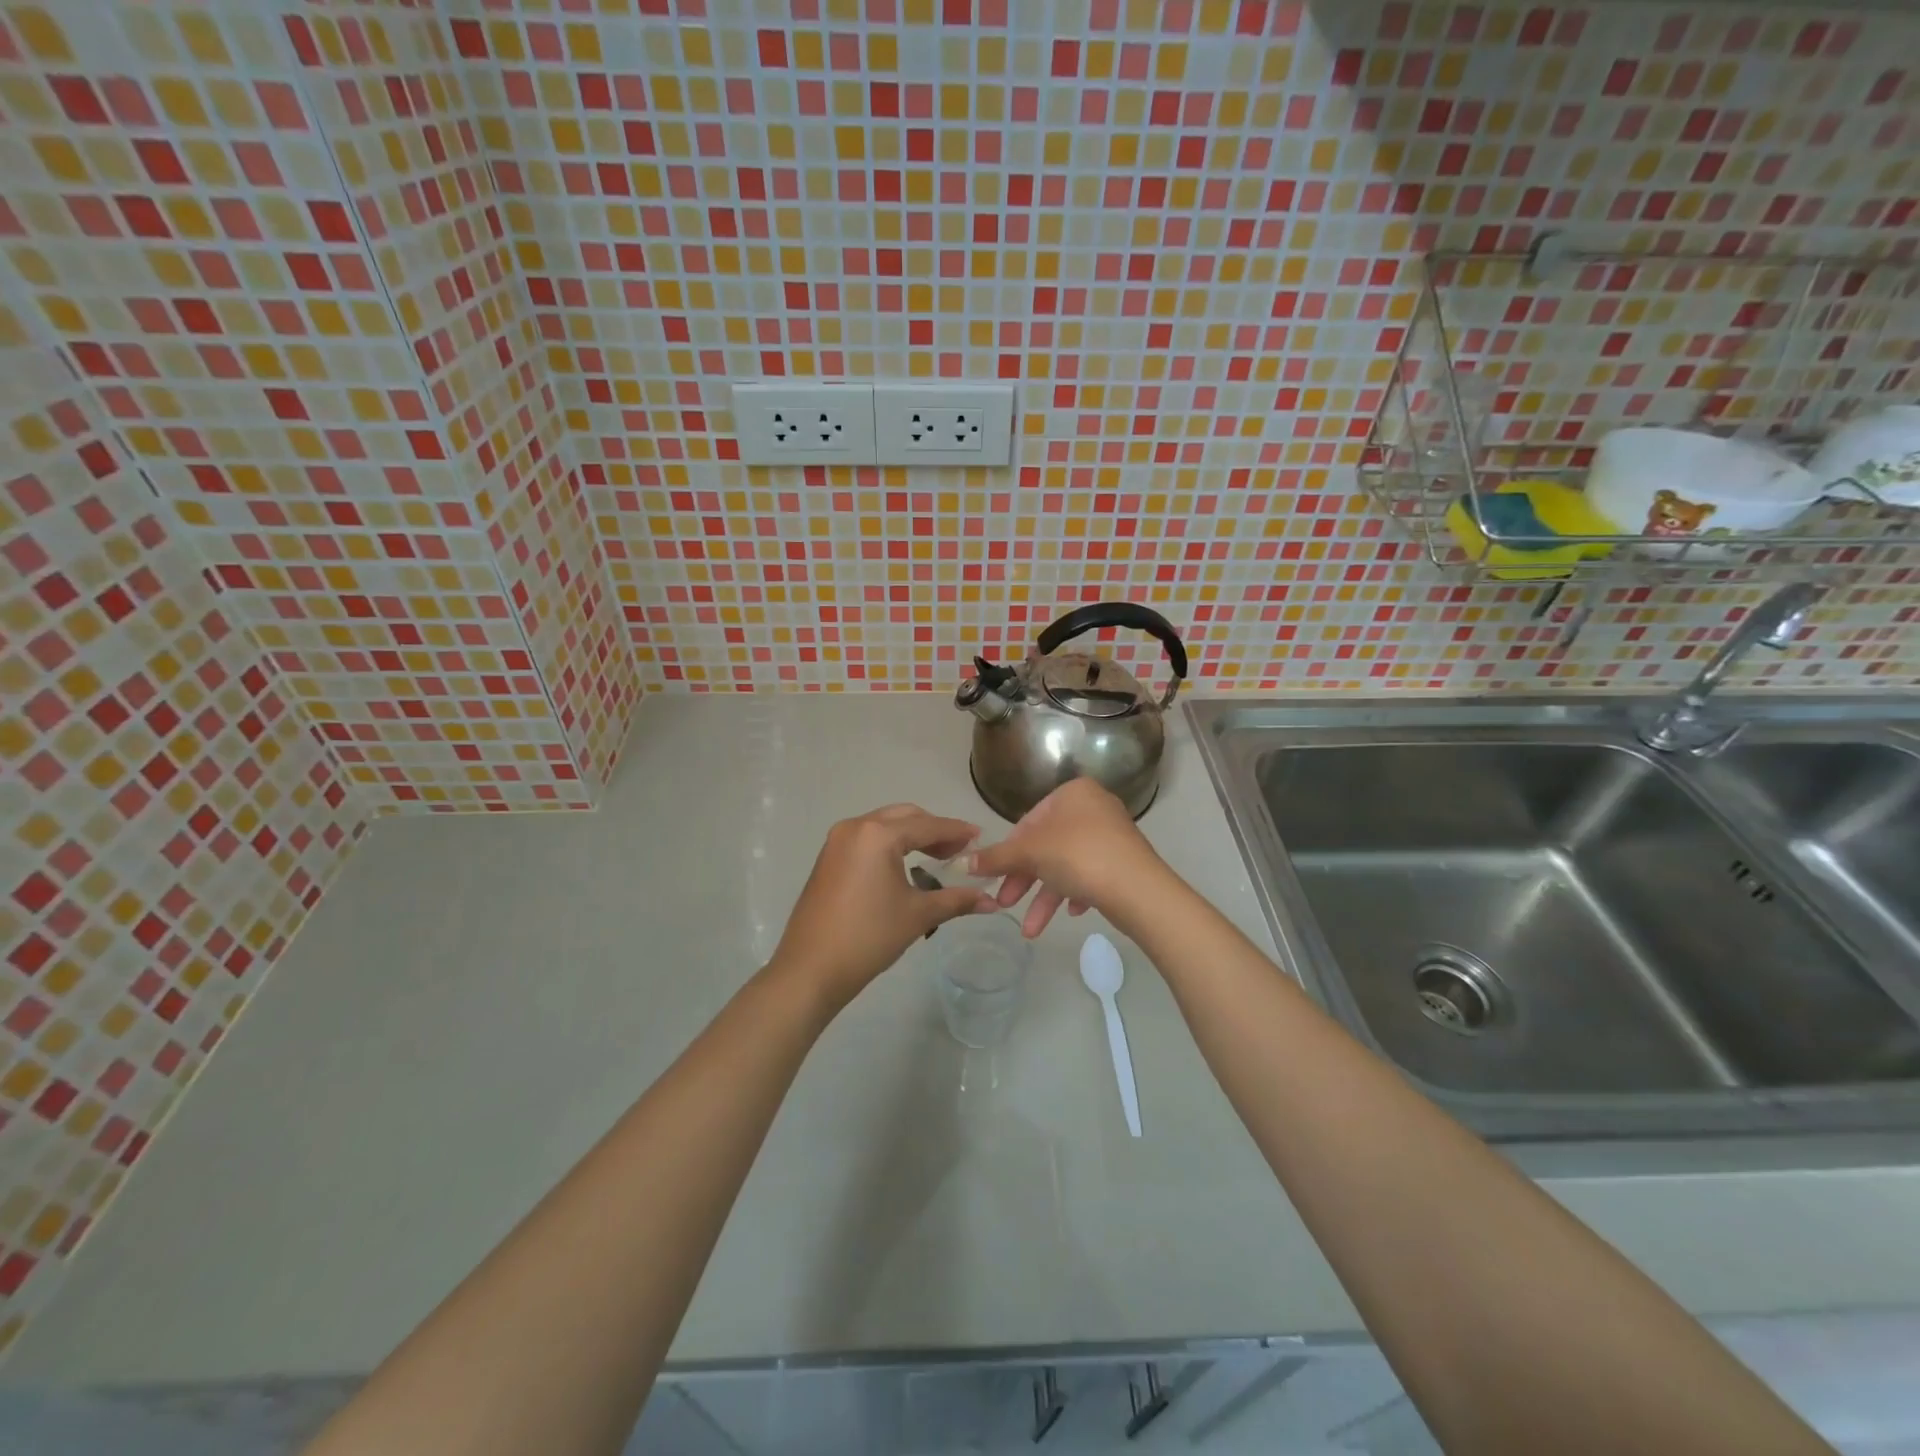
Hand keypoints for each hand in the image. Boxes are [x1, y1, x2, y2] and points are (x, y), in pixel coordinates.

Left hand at [770, 804, 995, 1009]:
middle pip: (905, 817)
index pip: (928, 826)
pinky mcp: (828, 857)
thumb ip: (956, 900)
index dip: (957, 832)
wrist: (810, 969)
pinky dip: (890, 844)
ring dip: (911, 835)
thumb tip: (991, 902)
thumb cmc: (868, 937)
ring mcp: (837, 841)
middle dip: (934, 830)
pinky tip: (905, 866)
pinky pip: (867, 839)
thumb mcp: (918, 916)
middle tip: (959, 850)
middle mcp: (856, 827)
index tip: (981, 838)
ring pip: (884, 825)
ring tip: (936, 857)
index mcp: (878, 834)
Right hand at [969, 778, 1169, 937]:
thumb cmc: (1078, 856)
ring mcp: (1111, 836)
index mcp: (1073, 793)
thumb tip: (964, 862)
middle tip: (1004, 904)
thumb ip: (997, 857)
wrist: (1138, 889)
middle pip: (1046, 845)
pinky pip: (1089, 875)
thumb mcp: (1030, 853)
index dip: (1009, 850)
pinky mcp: (1122, 862)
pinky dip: (1073, 894)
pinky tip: (1070, 913)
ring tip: (1030, 931)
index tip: (996, 875)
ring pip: (1065, 866)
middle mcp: (1094, 808)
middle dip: (1024, 880)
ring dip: (1044, 898)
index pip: (1029, 820)